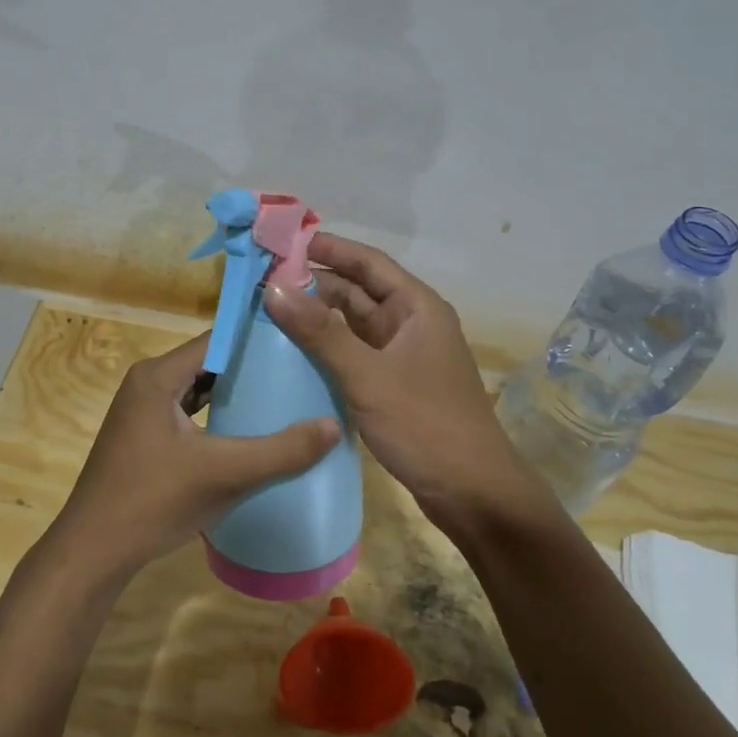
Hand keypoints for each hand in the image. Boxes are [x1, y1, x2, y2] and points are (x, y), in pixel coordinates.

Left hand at [44, 332, 341, 587]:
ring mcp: (142, 409)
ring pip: (198, 388)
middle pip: (209, 361)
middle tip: (299, 369)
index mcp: (158, 375)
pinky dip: (216, 414)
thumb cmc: (153, 501)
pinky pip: (188, 411)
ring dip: (234, 391)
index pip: (217, 339)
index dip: (257, 338)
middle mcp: (147, 382)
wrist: (93, 551)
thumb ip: (280, 451)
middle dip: (251, 366)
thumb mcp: (224, 473)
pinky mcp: (144, 435)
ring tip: (283, 394)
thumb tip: (334, 425)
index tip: (299, 341)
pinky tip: (247, 429)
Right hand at [263, 234, 531, 524]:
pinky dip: (327, 349)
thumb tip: (274, 287)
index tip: (284, 242)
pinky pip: (355, 354)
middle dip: (314, 284)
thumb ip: (320, 332)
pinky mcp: (395, 385)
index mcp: (417, 308)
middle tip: (263, 281)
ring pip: (354, 324)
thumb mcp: (367, 376)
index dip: (328, 248)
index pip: (368, 262)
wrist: (474, 495)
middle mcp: (411, 324)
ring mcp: (404, 356)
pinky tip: (293, 353)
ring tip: (269, 312)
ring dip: (318, 318)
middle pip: (358, 291)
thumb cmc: (425, 425)